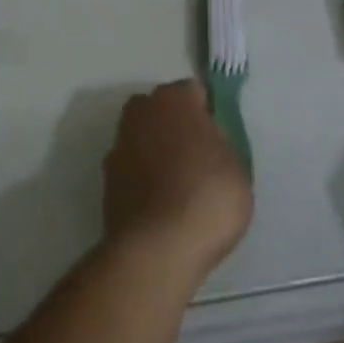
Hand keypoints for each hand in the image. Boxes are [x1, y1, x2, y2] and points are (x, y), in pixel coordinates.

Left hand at [102, 80, 251, 278]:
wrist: (157, 249)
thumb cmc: (207, 198)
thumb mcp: (237, 168)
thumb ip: (220, 144)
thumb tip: (208, 142)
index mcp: (174, 99)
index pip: (194, 93)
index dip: (207, 114)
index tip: (218, 139)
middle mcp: (141, 111)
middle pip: (162, 110)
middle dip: (176, 126)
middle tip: (197, 158)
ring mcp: (119, 144)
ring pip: (143, 138)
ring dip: (155, 151)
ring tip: (178, 187)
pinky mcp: (106, 178)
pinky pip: (132, 168)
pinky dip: (142, 179)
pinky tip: (159, 205)